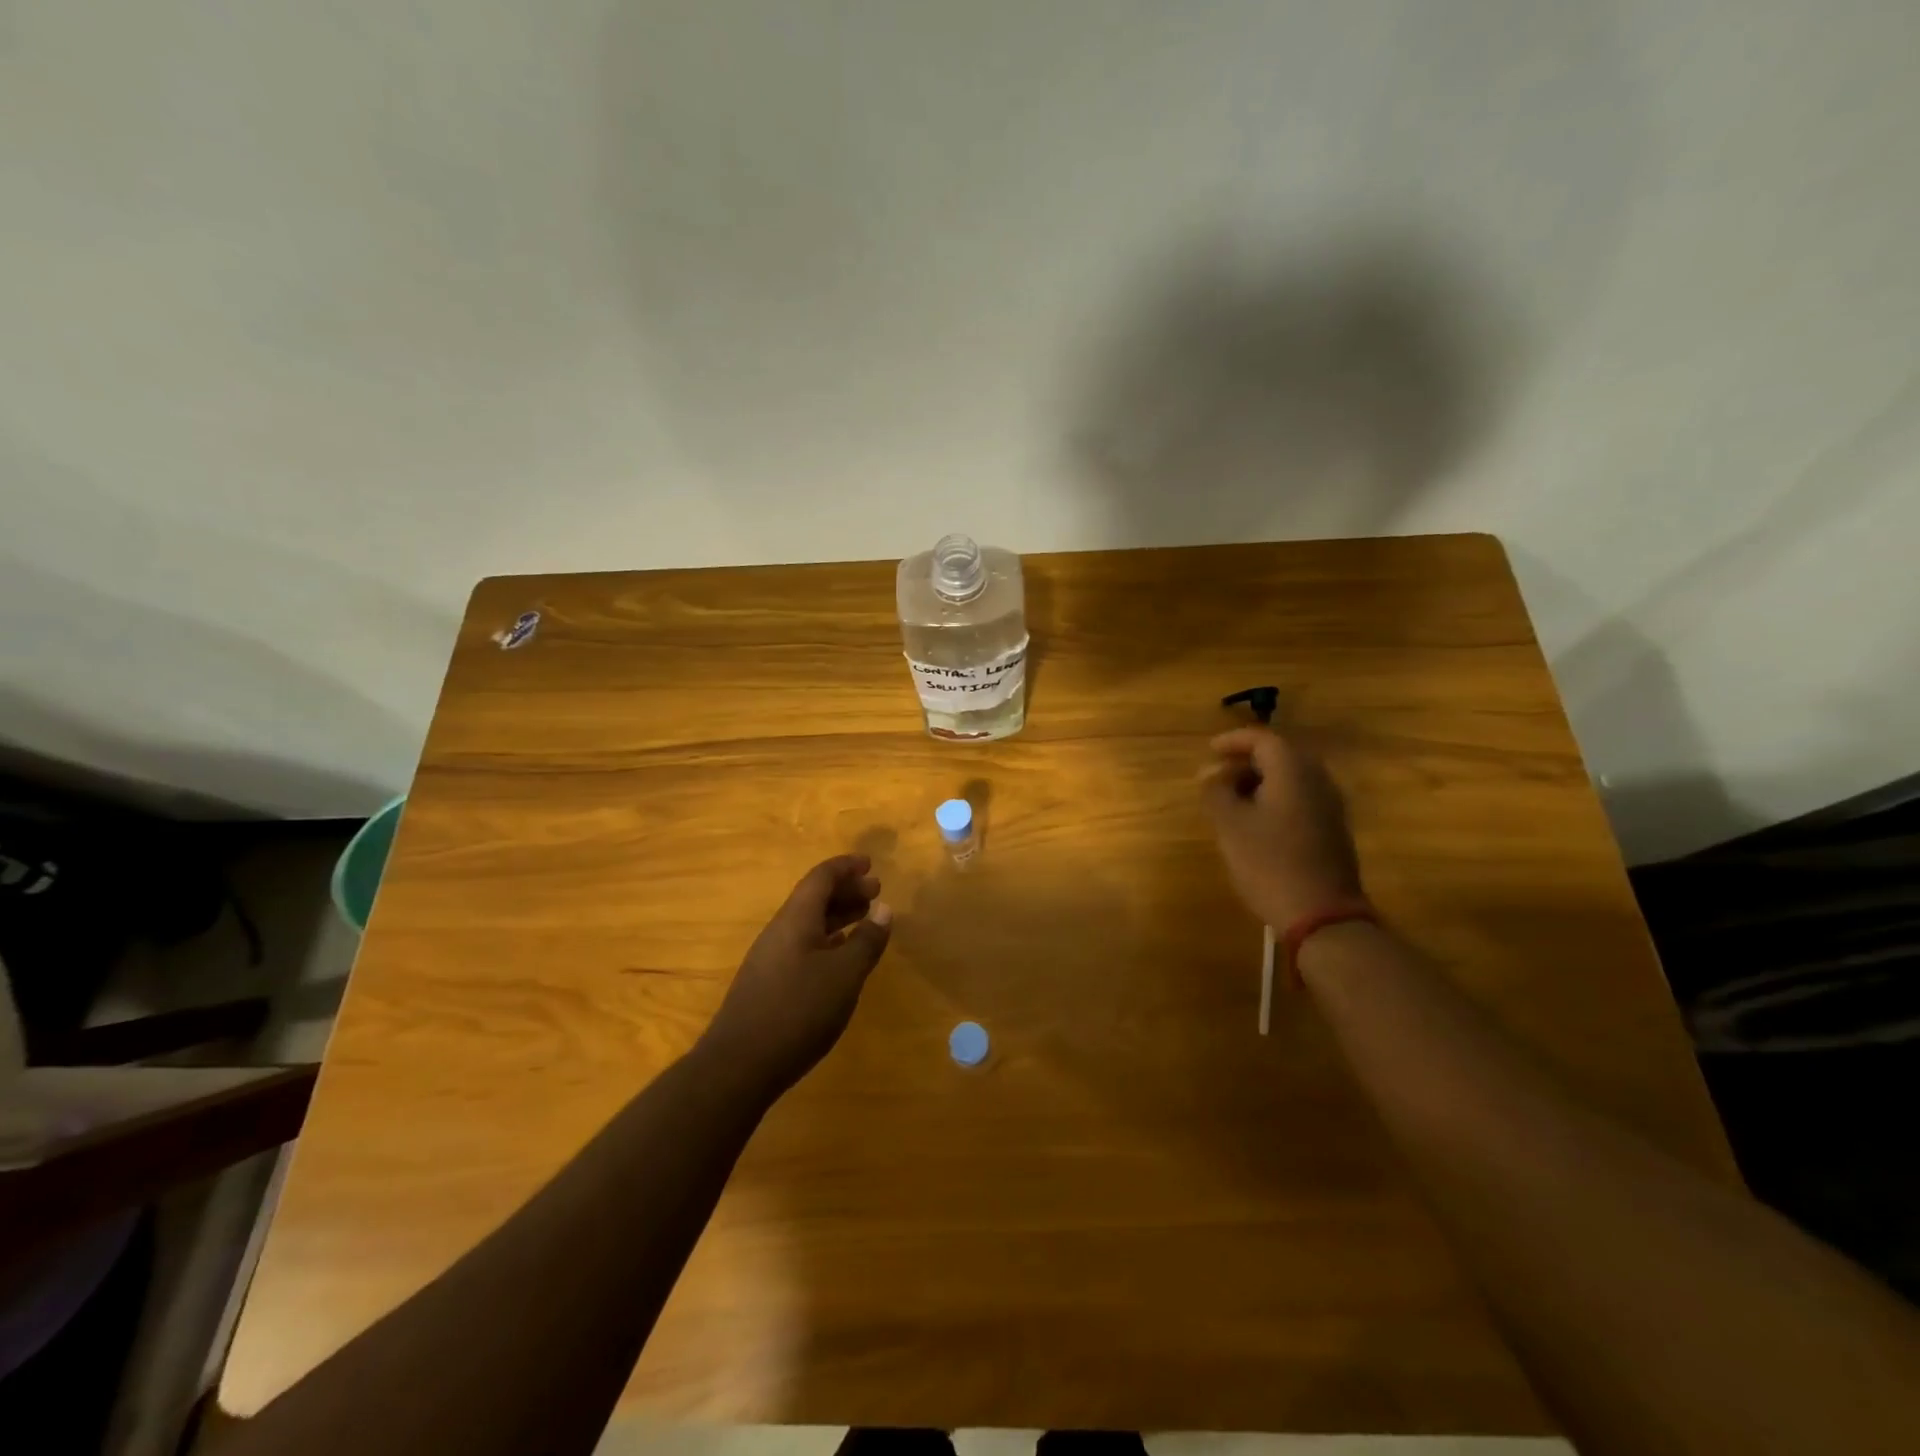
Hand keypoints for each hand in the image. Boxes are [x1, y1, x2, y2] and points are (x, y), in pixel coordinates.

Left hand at [699, 854, 893, 1094]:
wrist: (738, 1066)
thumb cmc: (797, 1011)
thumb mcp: (844, 975)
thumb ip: (867, 940)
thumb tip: (884, 908)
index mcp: (796, 919)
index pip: (821, 878)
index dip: (846, 867)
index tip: (870, 864)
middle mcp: (780, 931)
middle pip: (813, 898)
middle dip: (845, 890)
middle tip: (876, 891)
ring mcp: (770, 958)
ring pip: (808, 924)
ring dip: (838, 916)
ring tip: (865, 919)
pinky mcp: (768, 984)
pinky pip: (803, 946)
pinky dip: (827, 940)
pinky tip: (841, 957)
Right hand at [1201, 727, 1362, 928]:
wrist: (1322, 916)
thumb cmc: (1269, 863)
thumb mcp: (1230, 825)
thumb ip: (1217, 791)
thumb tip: (1210, 773)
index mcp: (1293, 772)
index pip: (1263, 739)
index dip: (1233, 740)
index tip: (1209, 750)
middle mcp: (1318, 780)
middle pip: (1281, 755)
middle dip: (1247, 761)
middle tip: (1218, 776)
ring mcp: (1330, 806)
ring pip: (1292, 778)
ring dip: (1260, 781)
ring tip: (1232, 800)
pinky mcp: (1333, 830)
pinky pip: (1301, 798)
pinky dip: (1276, 798)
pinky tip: (1256, 822)